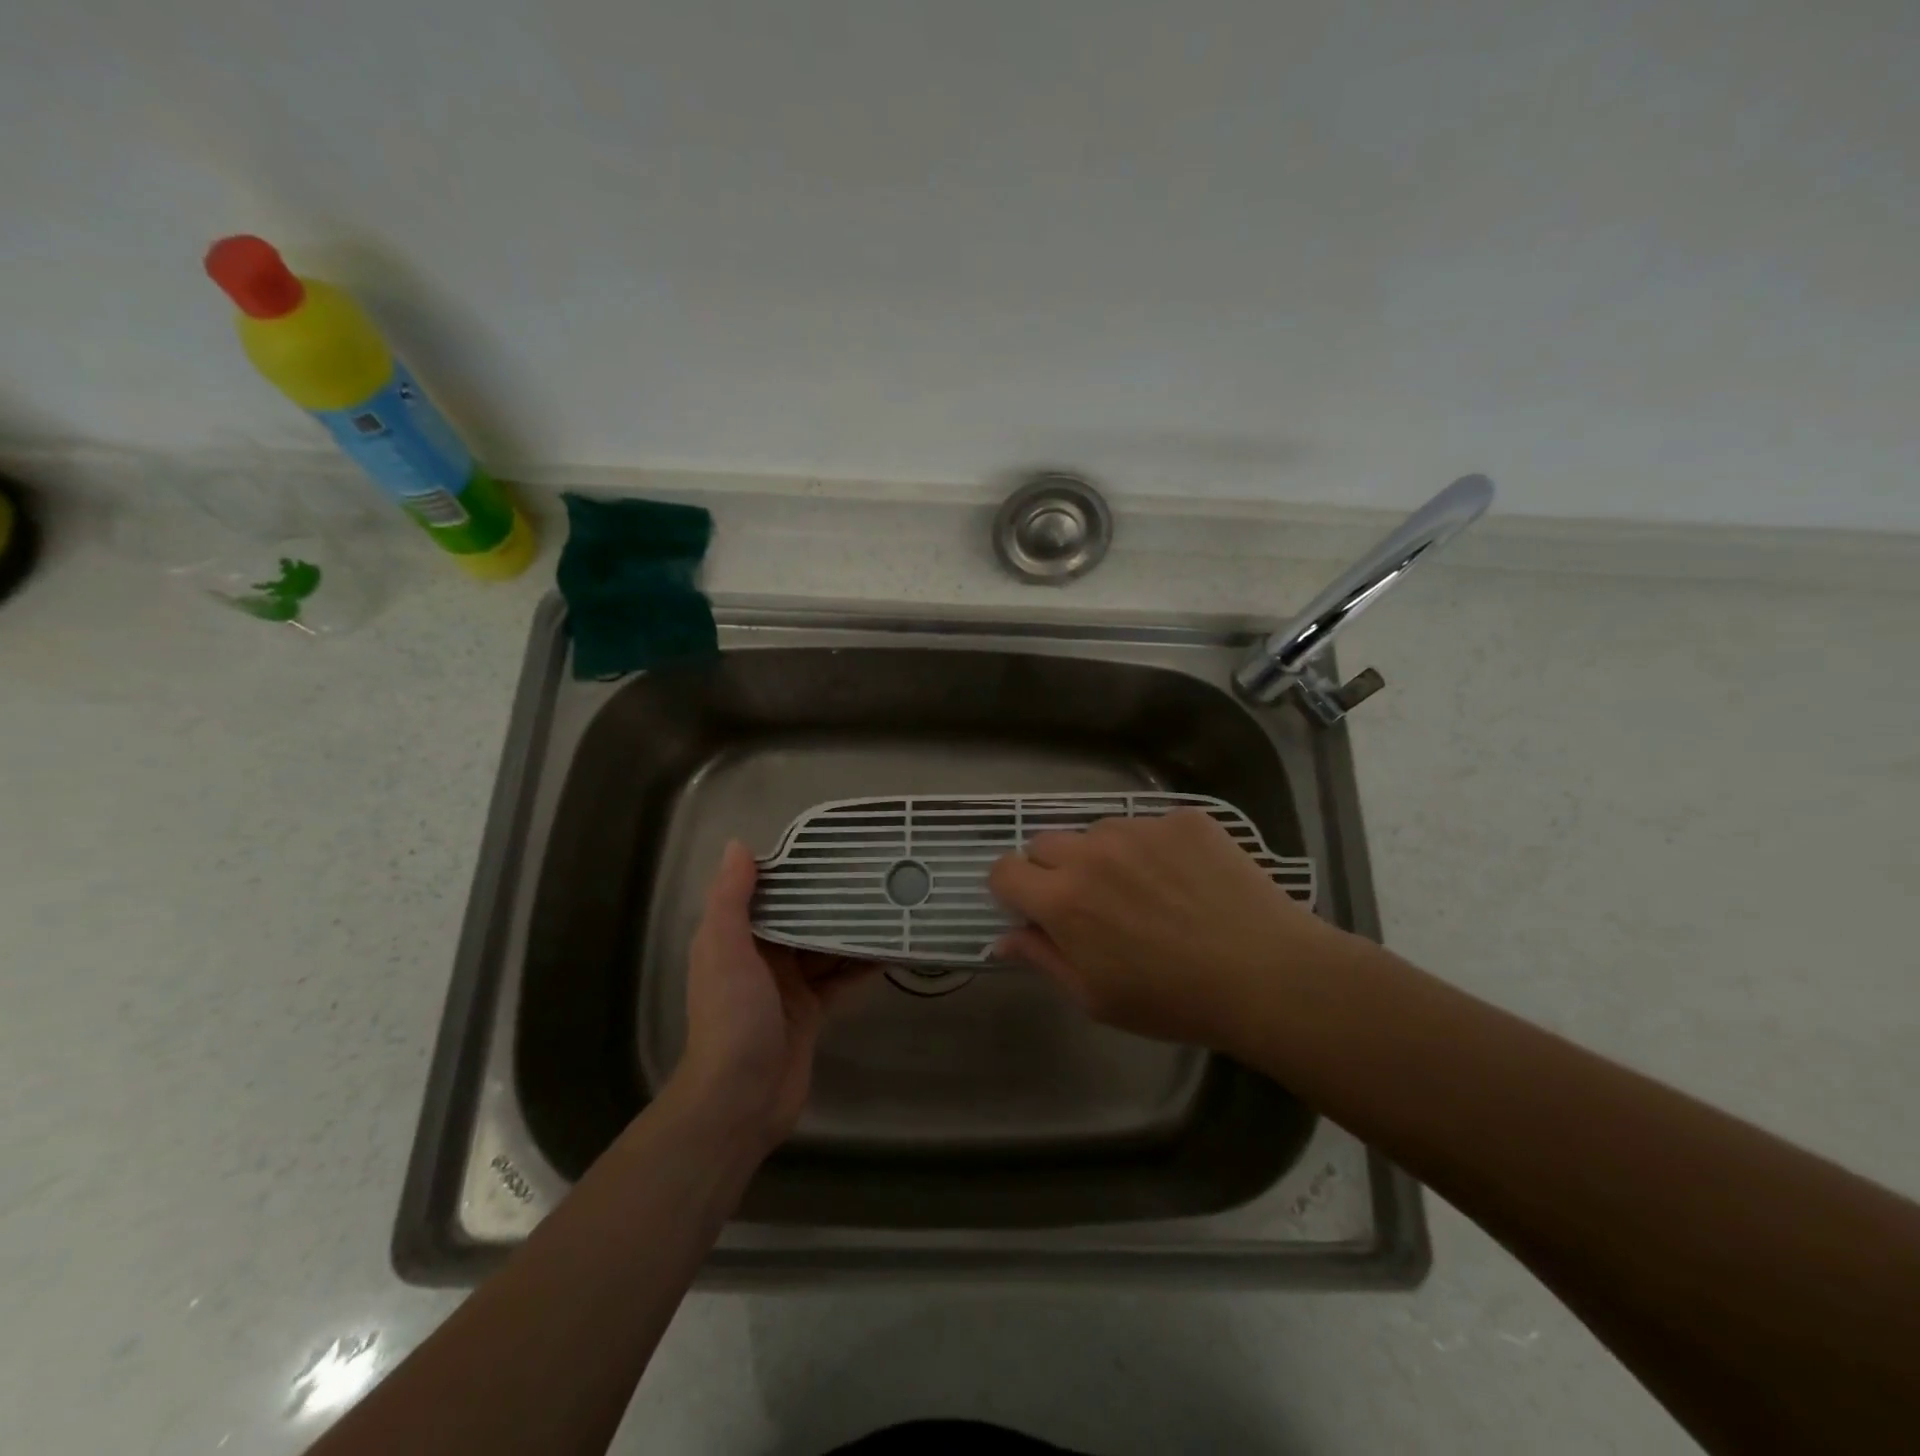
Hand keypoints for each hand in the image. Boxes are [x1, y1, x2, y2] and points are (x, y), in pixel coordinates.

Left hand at [674, 841, 872, 1151]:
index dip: (793, 869)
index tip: (829, 846)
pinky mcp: (812, 1012)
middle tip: (872, 871)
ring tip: (888, 901)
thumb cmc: (732, 1017)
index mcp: (736, 938)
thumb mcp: (724, 950)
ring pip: (824, 947)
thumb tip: (738, 845)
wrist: (741, 1100)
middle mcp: (761, 957)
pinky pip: (840, 980)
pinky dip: (861, 966)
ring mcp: (788, 986)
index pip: (767, 893)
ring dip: (849, 929)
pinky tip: (890, 948)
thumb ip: (730, 900)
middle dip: (830, 898)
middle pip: (800, 918)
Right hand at [988, 807, 1346, 1048]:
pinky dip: (1154, 848)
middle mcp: (1092, 852)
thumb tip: (1003, 939)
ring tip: (1147, 891)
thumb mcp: (1096, 997)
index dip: (1011, 889)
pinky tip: (1186, 880)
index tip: (1031, 906)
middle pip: (1045, 843)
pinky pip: (1149, 825)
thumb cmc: (1174, 1000)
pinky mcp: (1182, 818)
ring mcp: (1140, 828)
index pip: (1005, 870)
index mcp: (1063, 900)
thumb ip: (1042, 959)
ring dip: (1104, 856)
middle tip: (1092, 903)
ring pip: (1098, 831)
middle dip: (1054, 870)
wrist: (1267, 975)